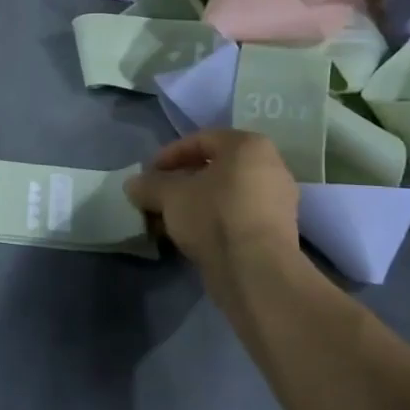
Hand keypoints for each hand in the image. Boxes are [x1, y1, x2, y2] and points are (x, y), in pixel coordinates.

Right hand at [125, 130, 306, 302]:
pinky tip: (187, 236)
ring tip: (166, 220)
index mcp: (248, 146)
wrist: (256, 270)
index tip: (148, 173)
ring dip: (193, 204)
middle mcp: (269, 167)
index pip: (201, 140)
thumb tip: (133, 185)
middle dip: (180, 183)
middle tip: (156, 196)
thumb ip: (149, 185)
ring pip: (224, 195)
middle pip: (214, 169)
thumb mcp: (169, 195)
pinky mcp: (276, 232)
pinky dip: (211, 221)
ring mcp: (277, 201)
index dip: (169, 155)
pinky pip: (235, 216)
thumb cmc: (214, 215)